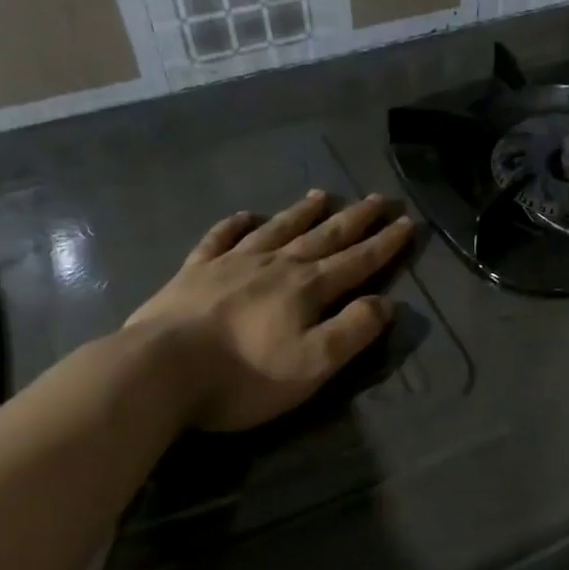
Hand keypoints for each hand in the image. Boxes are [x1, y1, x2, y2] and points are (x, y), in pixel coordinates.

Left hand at [125, 191, 415, 431]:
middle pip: (323, 236)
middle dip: (354, 218)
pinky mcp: (194, 272)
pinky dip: (235, 225)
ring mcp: (231, 264)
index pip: (356, 261)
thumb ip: (352, 331)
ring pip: (277, 230)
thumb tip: (385, 302)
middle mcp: (275, 265)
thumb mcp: (313, 364)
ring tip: (321, 195)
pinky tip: (246, 216)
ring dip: (302, 213)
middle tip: (377, 198)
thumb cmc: (245, 374)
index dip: (384, 244)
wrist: (161, 370)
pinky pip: (219, 239)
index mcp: (307, 288)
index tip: (406, 222)